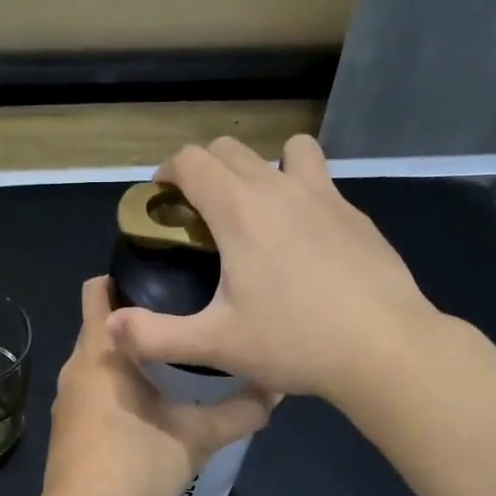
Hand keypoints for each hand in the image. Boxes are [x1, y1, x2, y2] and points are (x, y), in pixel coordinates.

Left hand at [43, 277, 271, 495]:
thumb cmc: (137, 462)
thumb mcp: (199, 436)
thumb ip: (240, 412)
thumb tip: (276, 390)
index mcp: (100, 352)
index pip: (97, 291)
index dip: (123, 275)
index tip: (163, 277)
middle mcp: (75, 369)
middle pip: (99, 326)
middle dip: (135, 319)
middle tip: (181, 318)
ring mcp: (65, 401)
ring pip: (95, 363)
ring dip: (125, 358)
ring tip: (170, 361)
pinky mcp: (65, 429)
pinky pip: (90, 392)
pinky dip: (113, 388)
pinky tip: (145, 406)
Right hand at [105, 136, 447, 404]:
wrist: (384, 346)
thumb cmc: (294, 342)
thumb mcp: (216, 345)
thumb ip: (155, 336)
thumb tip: (111, 326)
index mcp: (239, 211)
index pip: (191, 160)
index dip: (166, 174)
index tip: (161, 203)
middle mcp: (279, 187)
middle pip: (229, 149)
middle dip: (203, 170)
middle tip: (198, 214)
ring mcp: (324, 195)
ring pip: (284, 150)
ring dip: (259, 167)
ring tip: (255, 212)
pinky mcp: (354, 213)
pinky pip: (318, 179)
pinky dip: (298, 190)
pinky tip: (301, 240)